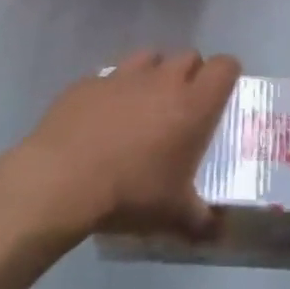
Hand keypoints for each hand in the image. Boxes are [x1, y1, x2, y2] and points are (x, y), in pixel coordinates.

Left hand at [20, 50, 239, 238]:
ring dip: (153, 74)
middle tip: (184, 106)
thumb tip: (218, 232)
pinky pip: (109, 76)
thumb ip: (202, 220)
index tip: (222, 94)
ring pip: (149, 57)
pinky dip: (113, 90)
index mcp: (193, 105)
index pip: (224, 66)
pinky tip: (103, 117)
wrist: (61, 180)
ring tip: (144, 104)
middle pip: (188, 56)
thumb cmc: (131, 192)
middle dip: (191, 74)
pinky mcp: (88, 82)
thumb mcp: (174, 215)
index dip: (227, 74)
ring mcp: (122, 76)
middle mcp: (162, 80)